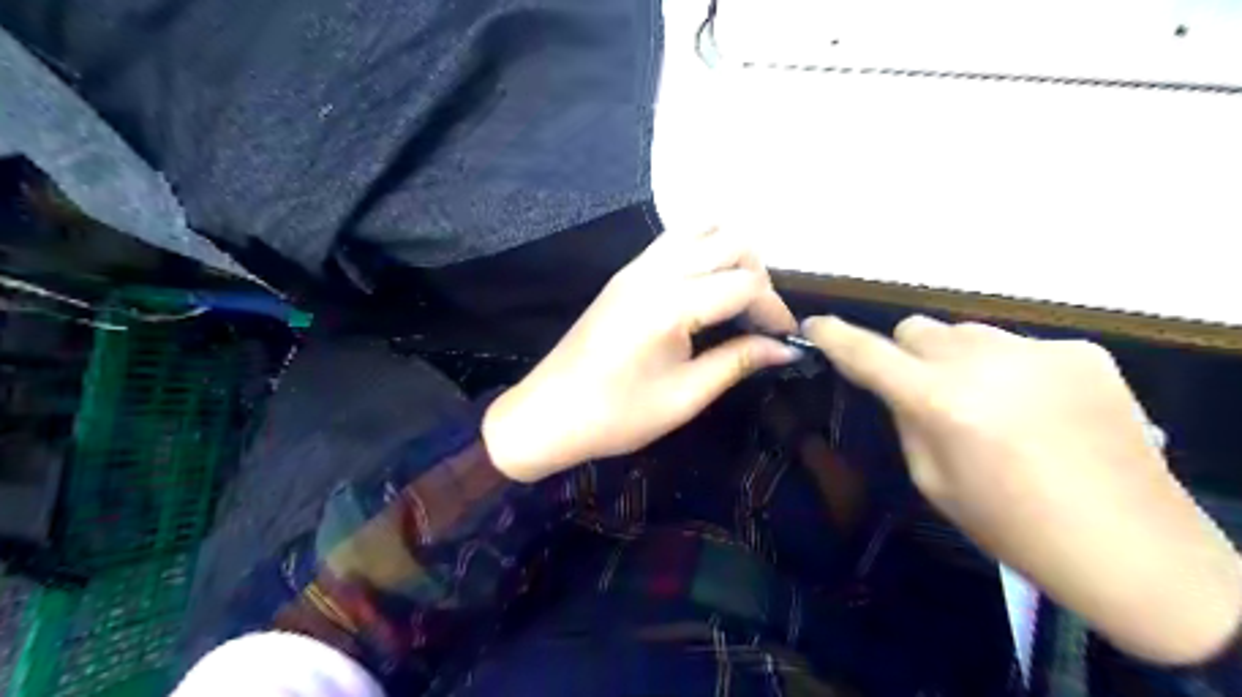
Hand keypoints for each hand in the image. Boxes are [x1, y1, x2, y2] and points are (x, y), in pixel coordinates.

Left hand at [480, 229, 799, 483]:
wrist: (549, 414)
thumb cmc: (617, 415)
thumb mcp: (685, 396)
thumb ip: (739, 361)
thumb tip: (788, 349)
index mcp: (671, 304)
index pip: (746, 285)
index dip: (775, 310)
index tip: (784, 339)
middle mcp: (655, 271)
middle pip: (731, 242)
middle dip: (759, 275)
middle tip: (760, 319)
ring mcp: (636, 266)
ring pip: (703, 229)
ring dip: (732, 255)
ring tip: (736, 299)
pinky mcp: (625, 272)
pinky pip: (675, 239)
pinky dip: (704, 250)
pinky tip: (706, 287)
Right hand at [806, 315, 1241, 664]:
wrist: (1128, 545)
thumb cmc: (1010, 524)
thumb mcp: (931, 479)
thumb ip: (906, 418)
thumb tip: (898, 384)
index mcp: (940, 401)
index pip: (868, 352)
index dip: (834, 335)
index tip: (814, 324)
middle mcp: (984, 361)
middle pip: (917, 329)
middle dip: (907, 355)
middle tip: (926, 393)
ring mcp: (1038, 350)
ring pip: (966, 332)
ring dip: (958, 358)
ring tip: (988, 402)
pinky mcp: (1082, 351)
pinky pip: (1018, 345)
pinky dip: (1010, 368)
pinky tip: (1038, 408)